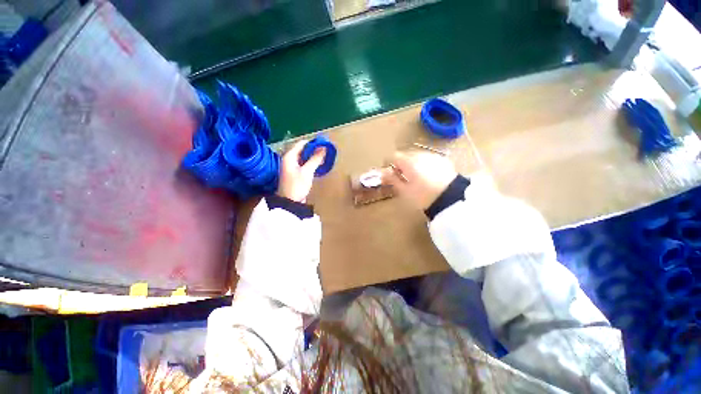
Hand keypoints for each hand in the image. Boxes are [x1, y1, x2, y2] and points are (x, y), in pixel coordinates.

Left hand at [277, 140, 325, 201]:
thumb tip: (324, 148)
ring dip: (313, 157)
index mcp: (289, 156)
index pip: (302, 144)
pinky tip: (319, 165)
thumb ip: (315, 159)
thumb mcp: (307, 172)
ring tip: (324, 157)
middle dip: (314, 150)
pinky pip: (304, 164)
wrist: (290, 203)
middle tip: (326, 151)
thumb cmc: (297, 185)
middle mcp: (289, 159)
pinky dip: (311, 163)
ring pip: (304, 158)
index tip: (324, 144)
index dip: (313, 143)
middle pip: (303, 150)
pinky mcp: (296, 173)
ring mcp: (292, 167)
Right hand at [383, 151, 456, 209]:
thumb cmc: (423, 196)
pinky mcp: (442, 160)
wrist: (451, 198)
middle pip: (405, 155)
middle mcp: (420, 155)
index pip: (393, 156)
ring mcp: (432, 156)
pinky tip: (428, 176)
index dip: (389, 163)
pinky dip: (423, 164)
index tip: (389, 173)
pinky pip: (428, 159)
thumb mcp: (404, 191)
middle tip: (402, 177)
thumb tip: (384, 173)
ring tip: (415, 177)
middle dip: (401, 164)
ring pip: (417, 156)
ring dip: (412, 164)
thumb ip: (392, 180)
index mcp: (408, 162)